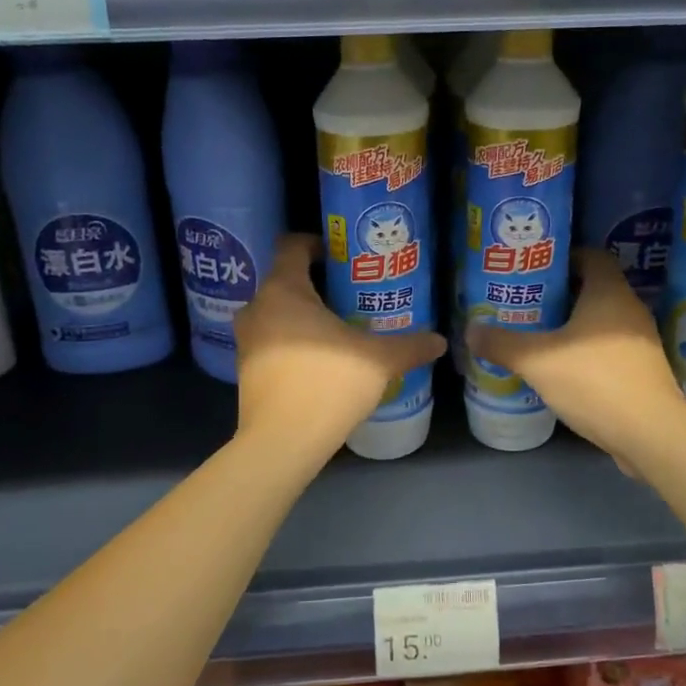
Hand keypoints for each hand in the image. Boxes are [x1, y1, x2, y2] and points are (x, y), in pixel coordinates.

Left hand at [235, 235, 445, 457]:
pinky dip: (293, 340)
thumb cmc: (328, 382)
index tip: (343, 256)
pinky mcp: (245, 368)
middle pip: (286, 280)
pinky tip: (321, 358)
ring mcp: (247, 340)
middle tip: (351, 293)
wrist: (282, 441)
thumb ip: (410, 346)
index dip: (317, 244)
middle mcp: (258, 307)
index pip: (292, 246)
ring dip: (304, 315)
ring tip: (339, 327)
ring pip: (277, 313)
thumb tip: (440, 340)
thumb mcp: (378, 361)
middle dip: (317, 284)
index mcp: (284, 290)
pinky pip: (272, 339)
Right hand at [467, 248, 685, 469]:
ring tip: (539, 334)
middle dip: (562, 293)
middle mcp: (630, 310)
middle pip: (595, 289)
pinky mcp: (643, 371)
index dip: (563, 257)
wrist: (651, 434)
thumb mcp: (538, 361)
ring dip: (574, 325)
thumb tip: (470, 331)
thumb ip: (502, 344)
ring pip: (602, 321)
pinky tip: (563, 368)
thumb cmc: (595, 382)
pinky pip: (610, 348)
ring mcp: (641, 342)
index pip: (591, 256)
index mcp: (610, 293)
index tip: (535, 270)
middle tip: (527, 302)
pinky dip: (587, 351)